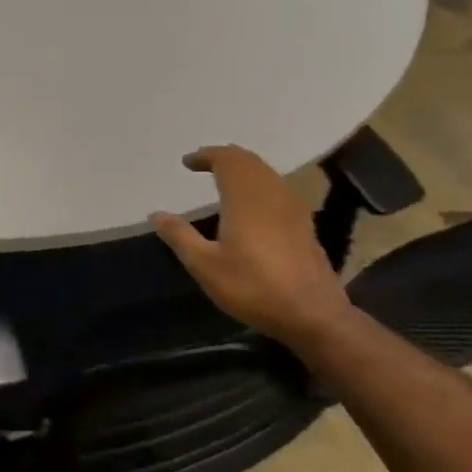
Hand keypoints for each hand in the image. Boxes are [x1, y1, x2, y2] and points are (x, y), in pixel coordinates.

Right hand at [150, 145, 355, 341]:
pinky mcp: (305, 225)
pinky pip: (278, 189)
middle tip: (203, 165)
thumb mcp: (205, 266)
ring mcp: (293, 209)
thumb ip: (179, 236)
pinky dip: (259, 185)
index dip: (207, 155)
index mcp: (246, 199)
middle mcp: (272, 195)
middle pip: (250, 162)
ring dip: (244, 170)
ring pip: (267, 174)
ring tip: (223, 180)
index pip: (228, 160)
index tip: (187, 162)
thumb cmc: (253, 287)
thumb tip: (157, 214)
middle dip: (225, 158)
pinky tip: (251, 205)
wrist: (314, 316)